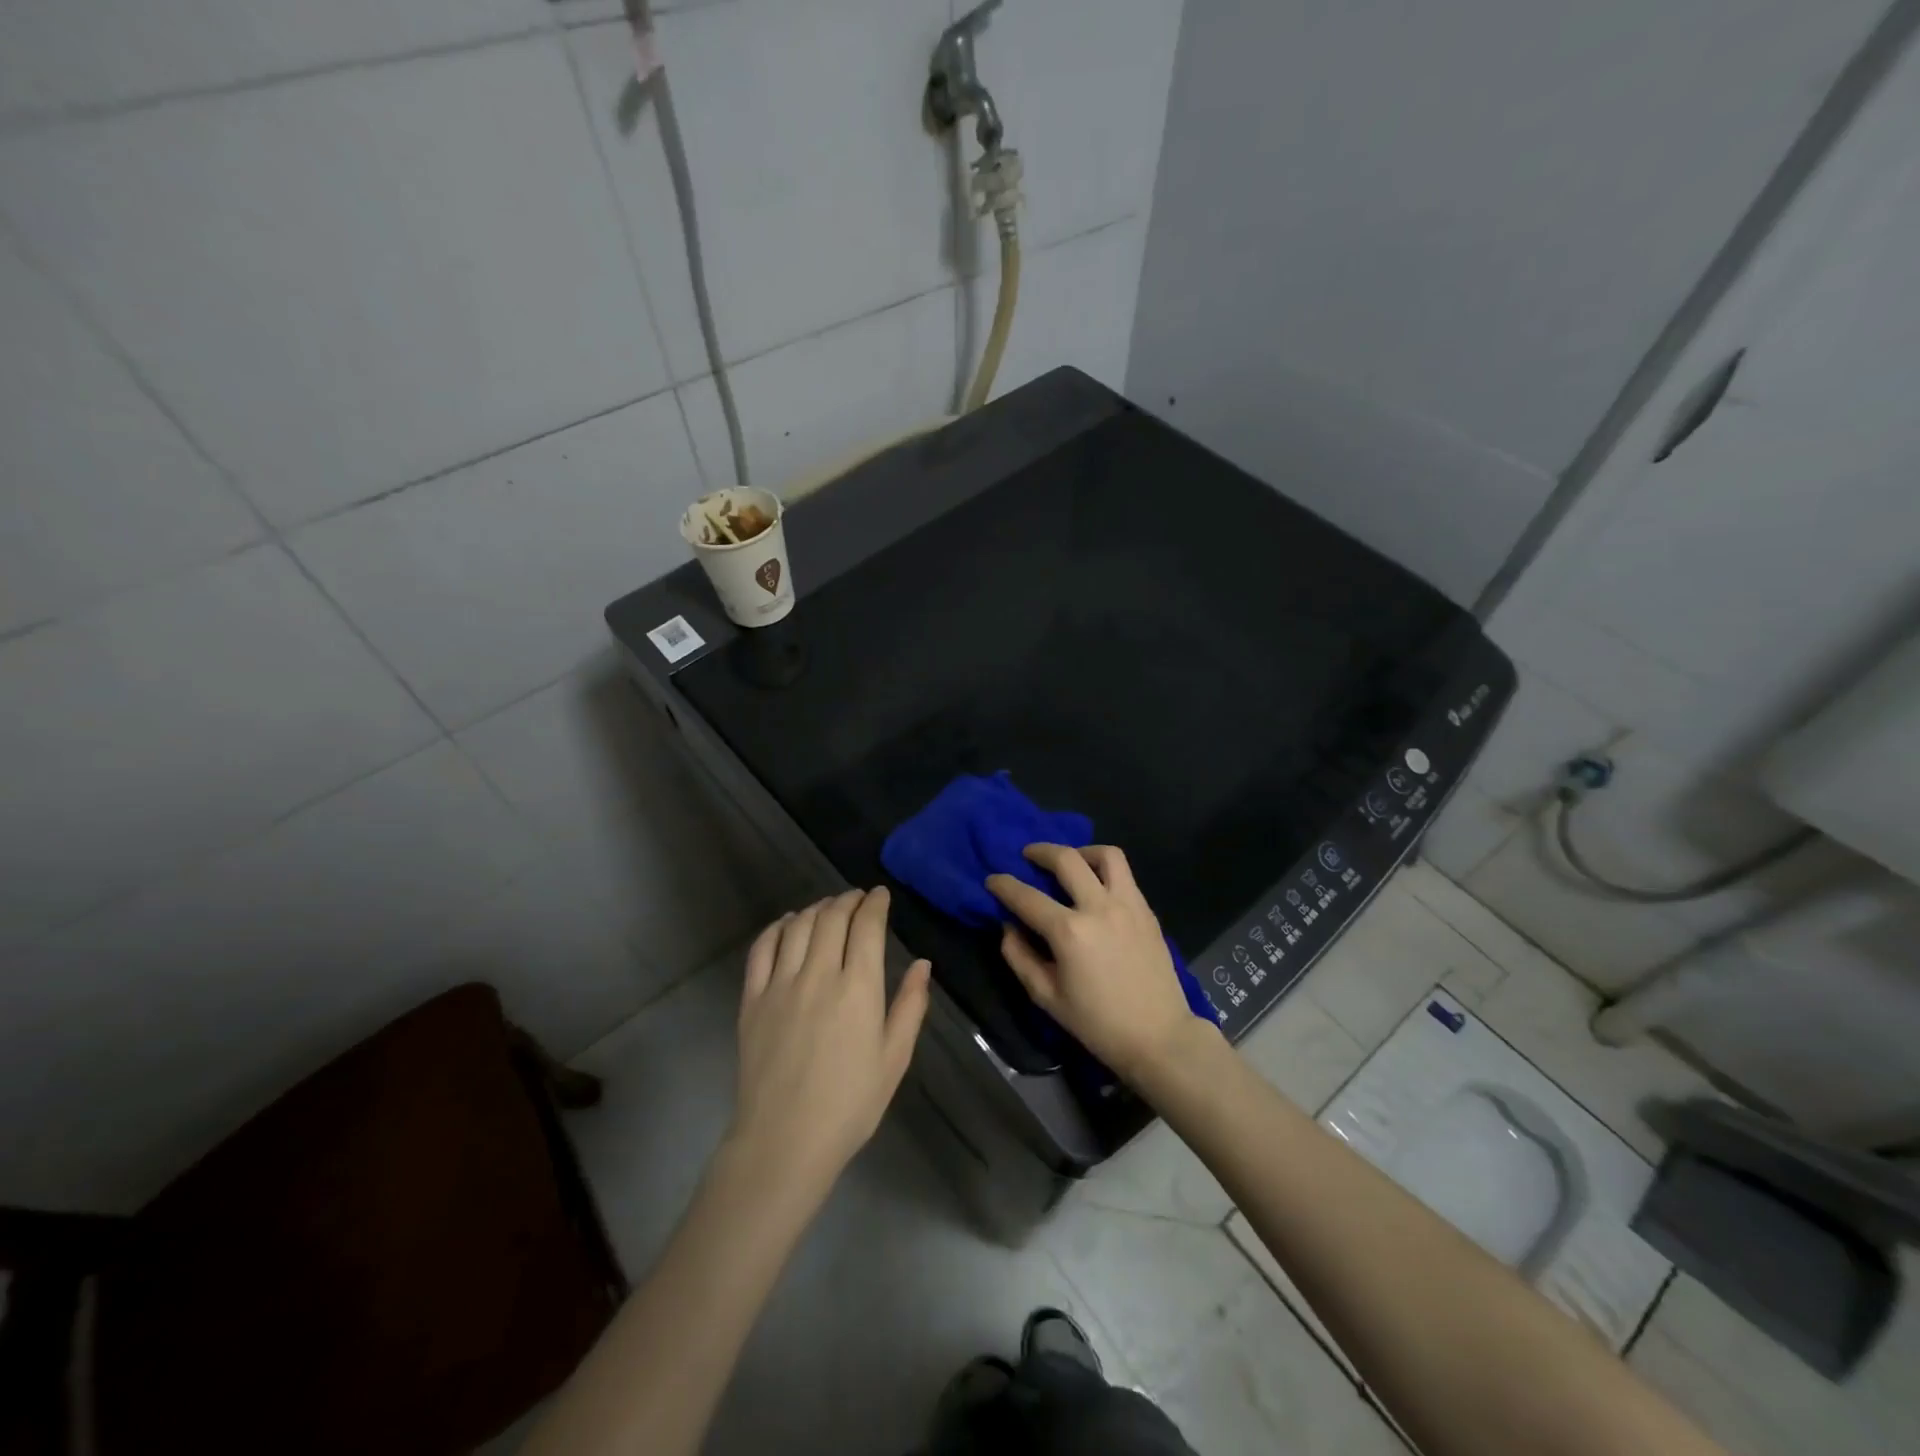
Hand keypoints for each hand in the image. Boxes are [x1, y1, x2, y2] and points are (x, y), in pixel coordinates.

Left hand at [728, 889, 931, 1198]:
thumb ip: (910, 1006)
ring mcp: (780, 984)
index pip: (866, 926)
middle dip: (848, 900)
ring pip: (798, 925)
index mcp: (858, 989)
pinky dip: (777, 927)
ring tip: (828, 909)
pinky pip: (762, 948)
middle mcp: (818, 975)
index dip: (875, 903)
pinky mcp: (752, 999)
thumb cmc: (850, 1104)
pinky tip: (788, 924)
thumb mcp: (894, 1059)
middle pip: (831, 917)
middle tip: (857, 899)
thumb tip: (923, 964)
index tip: (880, 895)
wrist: (784, 1141)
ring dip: (816, 909)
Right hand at [986, 844, 1209, 1080]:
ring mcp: (1128, 905)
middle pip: (1066, 859)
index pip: (1026, 896)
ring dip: (1081, 851)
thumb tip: (1008, 926)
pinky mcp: (1147, 910)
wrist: (1158, 1036)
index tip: (992, 879)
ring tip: (1070, 862)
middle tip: (1027, 855)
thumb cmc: (1097, 1023)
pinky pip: (1125, 875)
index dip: (1003, 884)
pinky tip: (1095, 886)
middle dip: (1040, 851)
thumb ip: (1019, 957)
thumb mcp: (1046, 997)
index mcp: (1069, 932)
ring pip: (1105, 855)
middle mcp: (1099, 907)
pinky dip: (1104, 870)